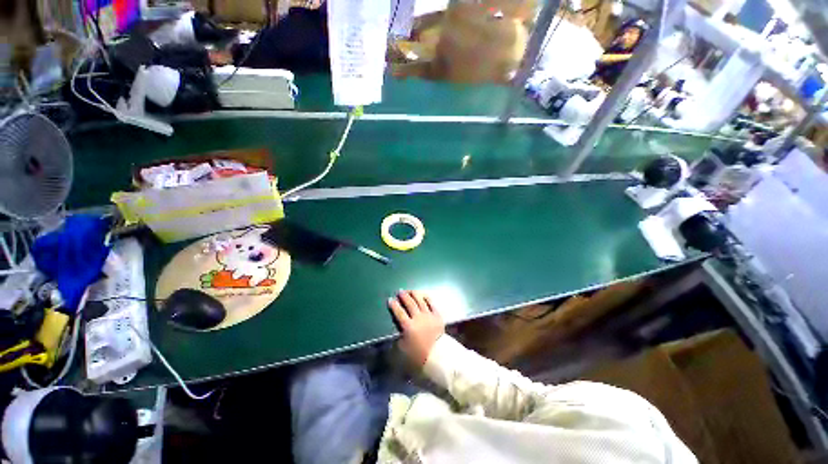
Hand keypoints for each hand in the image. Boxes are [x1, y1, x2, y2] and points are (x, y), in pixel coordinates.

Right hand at [388, 290, 444, 366]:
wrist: (438, 355)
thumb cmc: (419, 354)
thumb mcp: (404, 349)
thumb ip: (399, 338)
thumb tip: (398, 330)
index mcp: (408, 326)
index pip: (399, 312)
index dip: (394, 305)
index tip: (390, 299)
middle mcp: (418, 318)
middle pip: (410, 303)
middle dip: (404, 296)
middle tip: (400, 291)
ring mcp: (428, 315)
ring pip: (420, 301)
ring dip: (414, 294)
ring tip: (410, 291)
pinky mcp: (437, 315)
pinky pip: (431, 303)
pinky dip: (427, 298)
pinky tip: (423, 295)